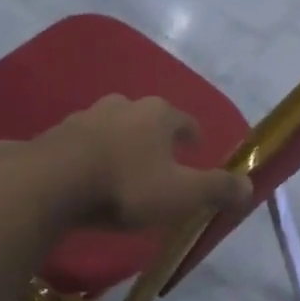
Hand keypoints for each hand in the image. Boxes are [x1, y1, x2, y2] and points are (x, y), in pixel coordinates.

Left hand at [28, 95, 252, 229]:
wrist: (50, 184)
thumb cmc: (126, 186)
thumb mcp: (181, 194)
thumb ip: (217, 189)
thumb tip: (250, 186)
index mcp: (157, 114)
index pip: (185, 120)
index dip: (193, 135)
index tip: (196, 148)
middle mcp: (122, 106)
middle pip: (146, 118)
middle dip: (155, 137)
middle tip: (160, 161)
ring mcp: (84, 116)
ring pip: (111, 127)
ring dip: (120, 144)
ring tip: (123, 169)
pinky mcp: (54, 134)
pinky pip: (81, 144)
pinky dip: (90, 155)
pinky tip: (87, 176)